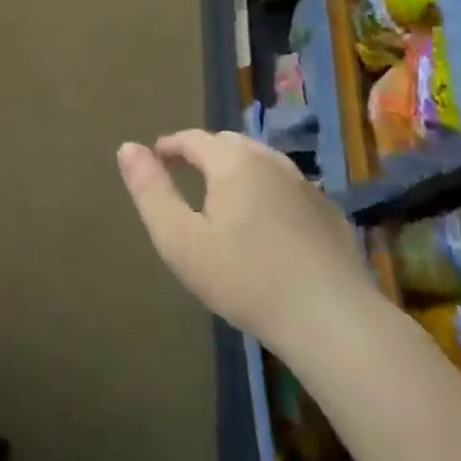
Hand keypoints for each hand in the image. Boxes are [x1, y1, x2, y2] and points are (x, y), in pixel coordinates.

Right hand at [117, 131, 380, 350]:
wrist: (332, 321)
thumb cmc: (244, 279)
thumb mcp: (180, 240)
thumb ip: (151, 191)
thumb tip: (128, 148)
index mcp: (233, 162)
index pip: (192, 138)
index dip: (168, 147)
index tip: (154, 163)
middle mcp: (272, 161)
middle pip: (229, 144)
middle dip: (202, 154)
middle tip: (184, 179)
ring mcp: (307, 186)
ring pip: (262, 163)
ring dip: (237, 171)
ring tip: (222, 200)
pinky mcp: (330, 213)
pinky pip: (288, 188)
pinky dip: (267, 193)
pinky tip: (267, 227)